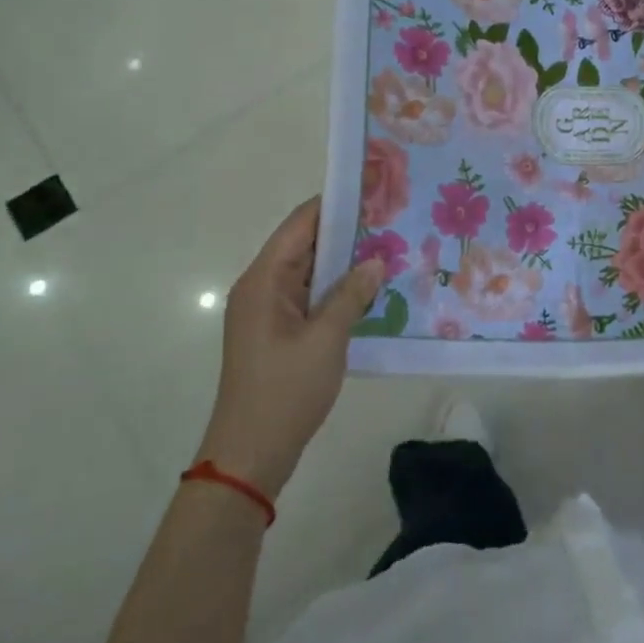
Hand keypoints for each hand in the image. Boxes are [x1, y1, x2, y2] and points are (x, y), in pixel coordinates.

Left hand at [196, 197, 384, 497]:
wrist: (250, 454)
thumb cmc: (285, 391)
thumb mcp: (326, 339)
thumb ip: (352, 294)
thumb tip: (376, 261)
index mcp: (263, 281)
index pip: (300, 225)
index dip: (335, 204)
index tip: (373, 189)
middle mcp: (261, 288)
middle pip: (305, 245)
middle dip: (347, 232)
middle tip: (393, 219)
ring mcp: (269, 312)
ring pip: (310, 273)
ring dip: (345, 263)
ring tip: (391, 248)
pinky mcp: (278, 333)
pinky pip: (310, 298)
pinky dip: (338, 289)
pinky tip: (372, 289)